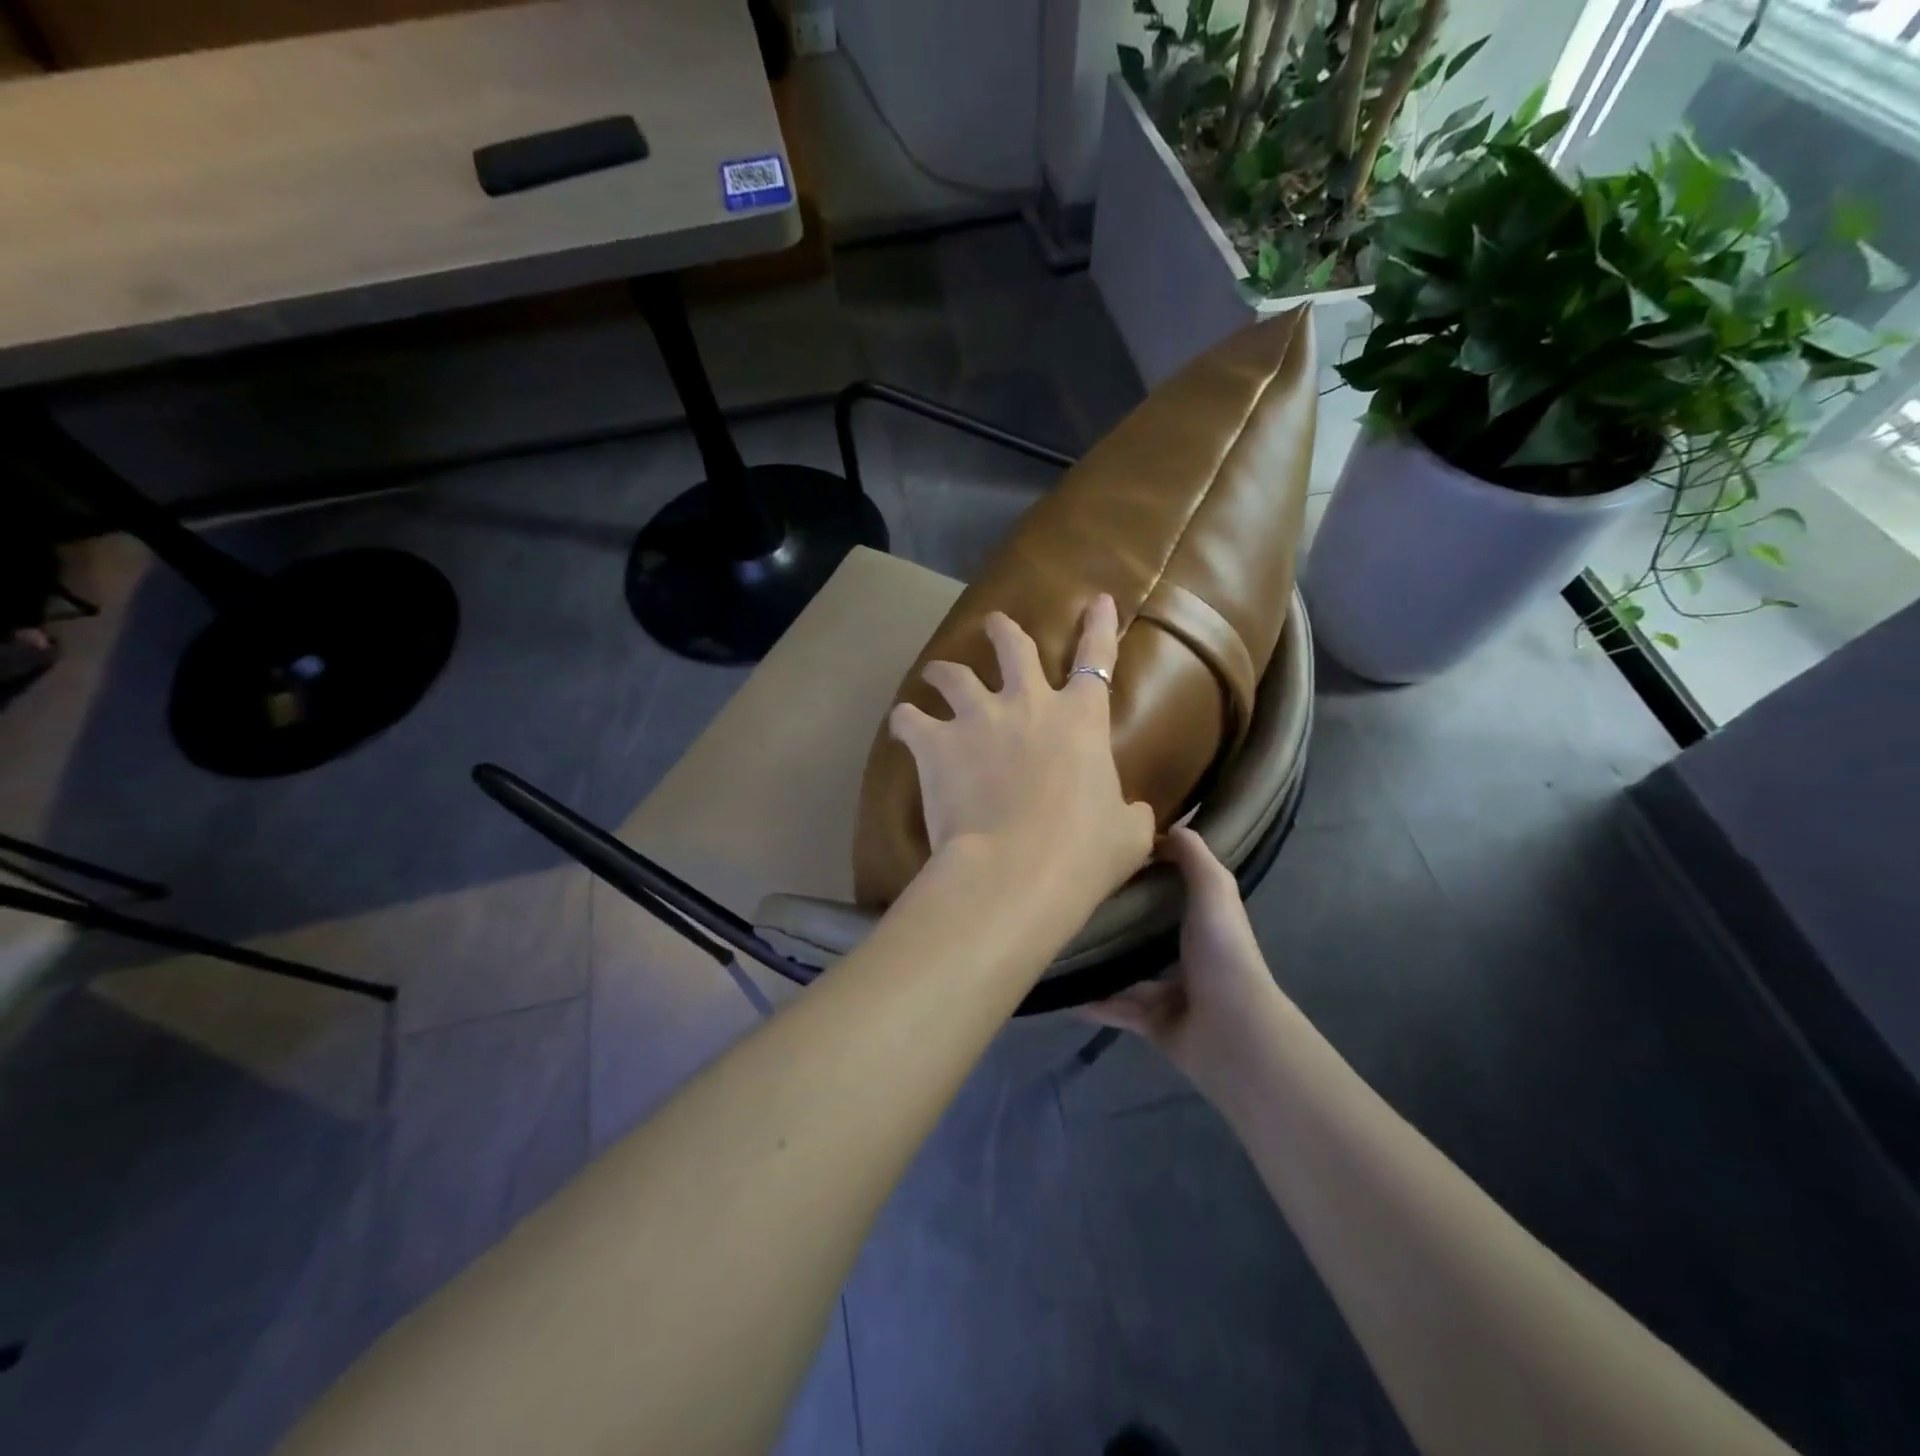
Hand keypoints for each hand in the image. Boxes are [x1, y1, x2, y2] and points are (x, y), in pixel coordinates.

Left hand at [889, 595, 1154, 909]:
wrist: (1015, 870)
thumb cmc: (1082, 853)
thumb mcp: (1128, 836)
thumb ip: (1131, 814)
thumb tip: (1135, 813)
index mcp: (1080, 719)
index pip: (1097, 658)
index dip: (1099, 626)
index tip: (1098, 600)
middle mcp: (1028, 704)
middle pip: (1014, 647)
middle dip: (1004, 630)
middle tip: (994, 623)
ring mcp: (978, 718)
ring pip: (954, 674)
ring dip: (944, 670)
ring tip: (935, 673)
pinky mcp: (936, 742)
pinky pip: (910, 719)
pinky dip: (906, 720)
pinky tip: (901, 723)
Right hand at [1079, 827, 1280, 1091]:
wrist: (1232, 1031)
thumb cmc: (1222, 953)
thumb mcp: (1214, 891)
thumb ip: (1194, 858)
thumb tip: (1171, 825)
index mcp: (1202, 923)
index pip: (1171, 893)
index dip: (1145, 874)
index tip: (1107, 855)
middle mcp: (1186, 957)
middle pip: (1143, 933)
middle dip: (1114, 919)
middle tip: (1070, 899)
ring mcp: (1168, 993)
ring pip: (1125, 973)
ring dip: (1097, 961)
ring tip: (1058, 941)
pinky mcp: (1150, 1023)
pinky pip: (1113, 1009)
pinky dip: (1089, 1001)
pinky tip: (1058, 989)